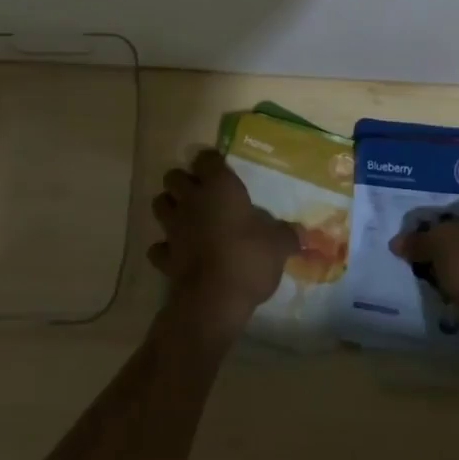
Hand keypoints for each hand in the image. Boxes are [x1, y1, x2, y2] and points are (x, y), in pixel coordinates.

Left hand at [149, 149, 299, 335]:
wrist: (213, 301)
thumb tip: (300, 233)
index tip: (221, 170)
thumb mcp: (278, 245)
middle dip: (183, 181)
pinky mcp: (164, 257)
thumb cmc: (248, 259)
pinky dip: (164, 247)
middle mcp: (191, 201)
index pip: (206, 159)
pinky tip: (178, 253)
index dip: (211, 162)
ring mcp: (173, 228)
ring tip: (186, 217)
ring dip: (170, 207)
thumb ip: (287, 234)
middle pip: (174, 177)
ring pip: (159, 205)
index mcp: (219, 187)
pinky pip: (158, 246)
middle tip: (202, 193)